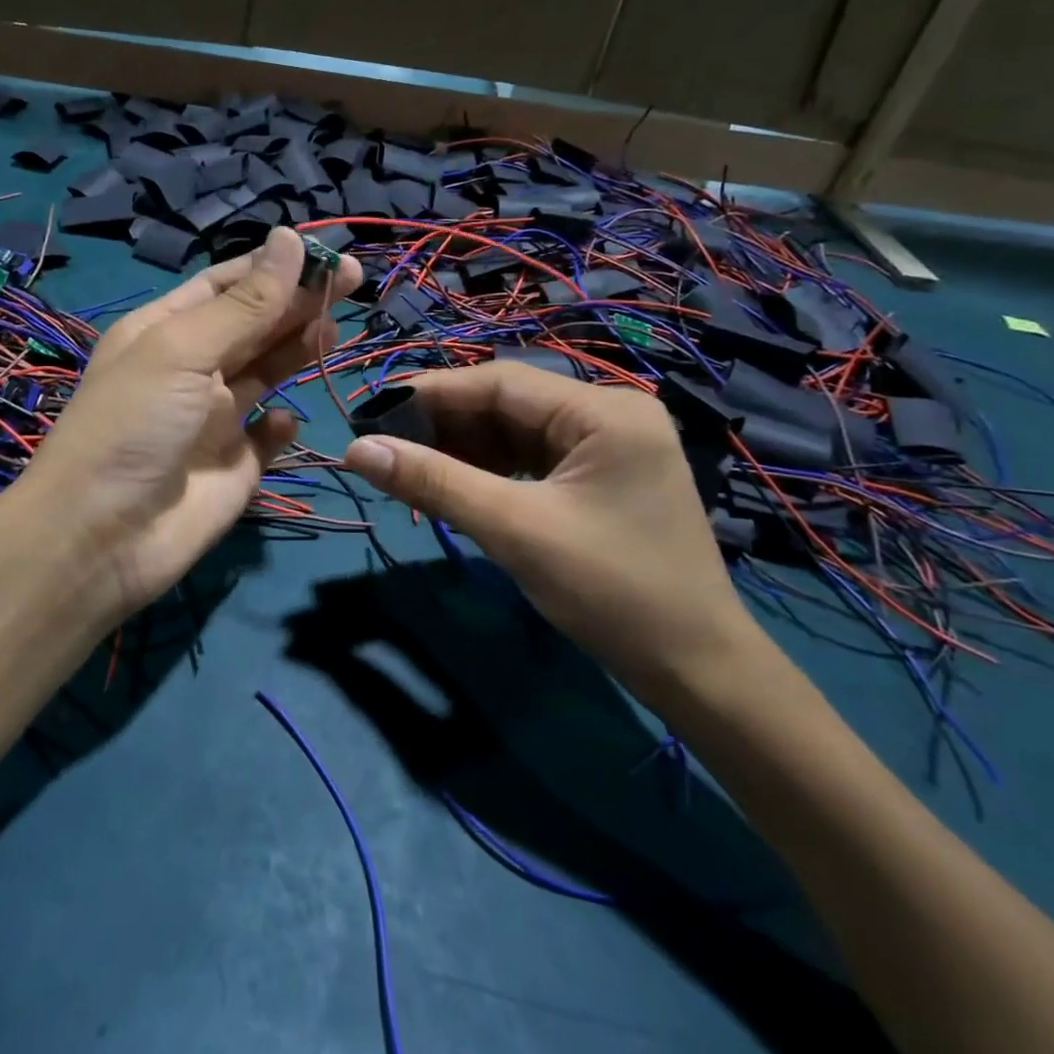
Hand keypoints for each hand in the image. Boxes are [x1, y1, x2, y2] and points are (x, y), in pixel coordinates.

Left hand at [17, 226, 361, 625]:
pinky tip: (282, 421)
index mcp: (167, 330)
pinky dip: (281, 425)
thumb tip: (290, 238)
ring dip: (298, 348)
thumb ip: (246, 303)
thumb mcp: (184, 350)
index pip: (227, 284)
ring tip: (333, 330)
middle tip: (353, 281)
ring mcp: (215, 418)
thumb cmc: (135, 425)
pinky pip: (268, 435)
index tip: (325, 254)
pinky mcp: (236, 465)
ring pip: (268, 371)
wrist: (102, 537)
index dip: (274, 266)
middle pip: (255, 323)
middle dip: (299, 301)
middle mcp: (192, 368)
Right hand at [341, 362, 767, 705]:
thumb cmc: (612, 593)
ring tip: (412, 468)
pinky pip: (534, 458)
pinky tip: (458, 485)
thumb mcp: (514, 530)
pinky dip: (492, 470)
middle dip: (445, 425)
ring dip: (465, 449)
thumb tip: (356, 450)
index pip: (500, 382)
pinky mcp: (604, 476)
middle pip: (508, 404)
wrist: (697, 671)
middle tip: (385, 447)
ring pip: (517, 431)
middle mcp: (611, 413)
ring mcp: (611, 445)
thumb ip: (434, 482)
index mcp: (604, 410)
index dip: (429, 393)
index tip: (371, 413)